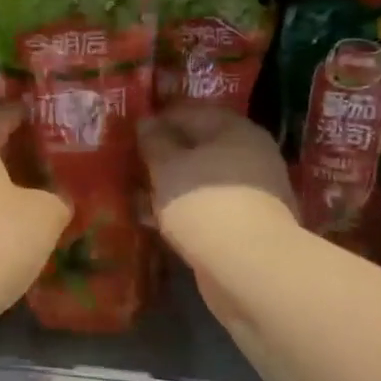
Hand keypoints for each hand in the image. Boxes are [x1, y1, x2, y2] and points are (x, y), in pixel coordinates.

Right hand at [138, 105, 297, 294]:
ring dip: (172, 185)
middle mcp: (250, 155)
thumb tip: (147, 122)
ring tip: (136, 193)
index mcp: (236, 130)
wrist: (250, 268)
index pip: (190, 112)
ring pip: (202, 180)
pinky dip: (184, 210)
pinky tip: (156, 220)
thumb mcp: (168, 167)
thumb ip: (154, 142)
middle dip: (165, 155)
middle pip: (199, 147)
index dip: (158, 119)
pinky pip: (208, 208)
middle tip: (130, 163)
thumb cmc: (205, 203)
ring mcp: (252, 193)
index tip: (128, 132)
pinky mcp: (246, 225)